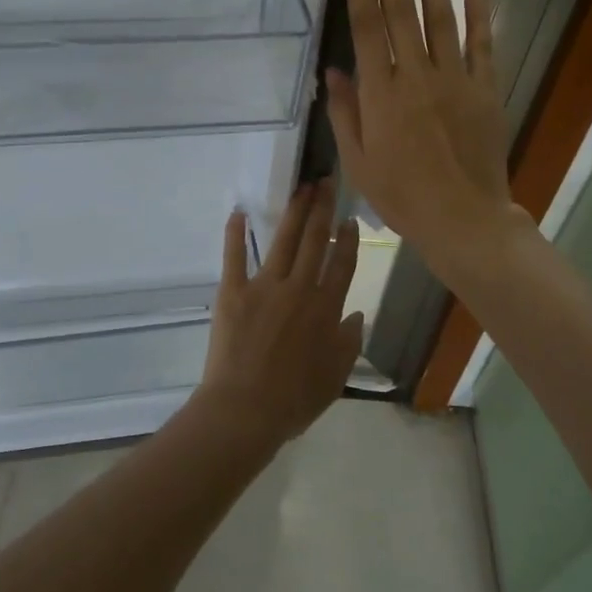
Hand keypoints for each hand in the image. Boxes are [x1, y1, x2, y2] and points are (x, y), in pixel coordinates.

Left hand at [197, 180, 363, 444]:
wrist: (245, 409)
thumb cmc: (294, 400)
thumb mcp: (335, 377)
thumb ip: (349, 342)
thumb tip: (357, 314)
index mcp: (327, 308)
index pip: (342, 263)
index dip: (347, 238)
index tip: (348, 217)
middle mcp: (300, 288)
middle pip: (315, 240)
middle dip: (322, 208)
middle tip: (325, 182)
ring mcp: (265, 286)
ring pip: (284, 240)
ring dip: (294, 211)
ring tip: (301, 188)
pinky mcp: (234, 290)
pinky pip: (235, 256)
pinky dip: (235, 233)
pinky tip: (239, 211)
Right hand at [324, 0, 517, 272]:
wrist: (463, 219)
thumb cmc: (402, 196)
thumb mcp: (358, 162)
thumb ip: (345, 112)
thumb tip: (333, 71)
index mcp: (380, 93)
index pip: (368, 24)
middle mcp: (416, 75)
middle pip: (403, 8)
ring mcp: (455, 80)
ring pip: (443, 16)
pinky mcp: (485, 90)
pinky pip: (483, 45)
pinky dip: (481, 16)